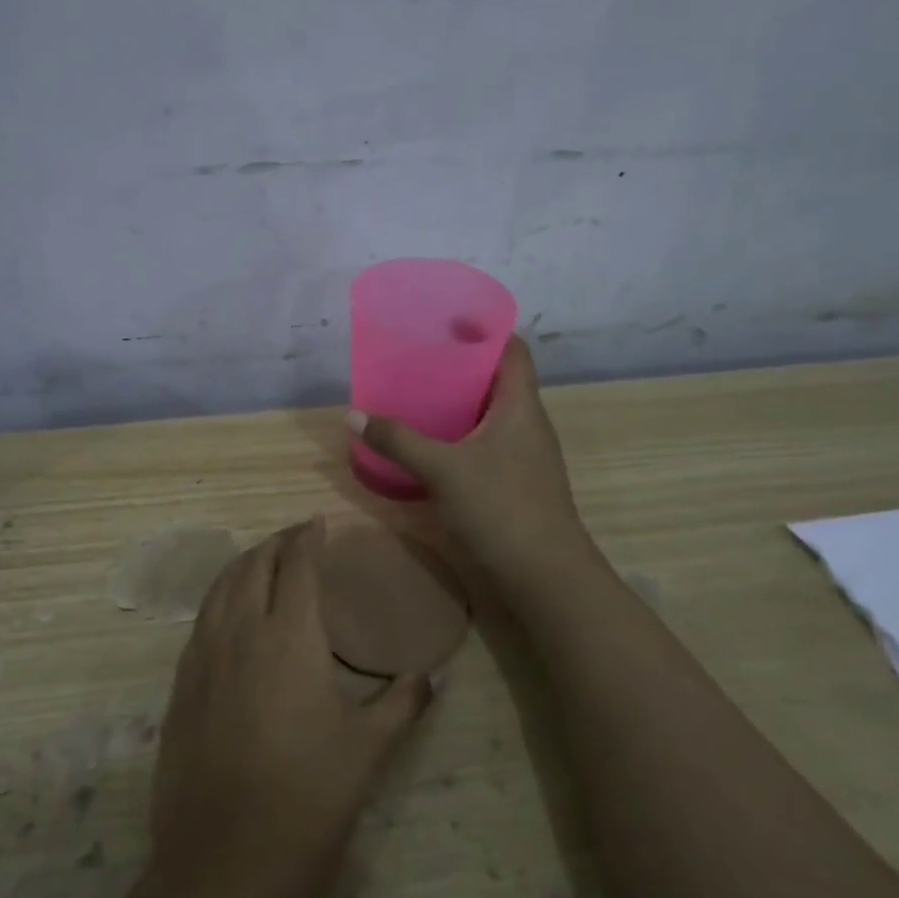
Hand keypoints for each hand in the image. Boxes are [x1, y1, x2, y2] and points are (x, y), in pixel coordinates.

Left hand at [147, 520, 431, 897]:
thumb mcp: (367, 749)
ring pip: (219, 587)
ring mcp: (202, 656)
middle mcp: (240, 632)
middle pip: (252, 565)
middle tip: (295, 537)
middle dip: (274, 542)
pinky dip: (219, 597)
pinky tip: (231, 612)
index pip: (296, 566)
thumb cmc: (308, 799)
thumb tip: (432, 676)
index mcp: (288, 636)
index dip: (307, 538)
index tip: (318, 523)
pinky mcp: (180, 683)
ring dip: (243, 564)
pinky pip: (201, 619)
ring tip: (262, 561)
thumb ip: (401, 703)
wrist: (225, 859)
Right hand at [347, 335, 585, 587]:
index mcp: (521, 406)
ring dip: (458, 403)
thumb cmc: (502, 508)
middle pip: (497, 380)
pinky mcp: (514, 483)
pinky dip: (459, 436)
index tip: (446, 321)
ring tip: (416, 396)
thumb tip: (353, 414)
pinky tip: (429, 445)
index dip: (484, 329)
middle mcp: (527, 424)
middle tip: (417, 360)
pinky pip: (485, 443)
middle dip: (460, 367)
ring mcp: (523, 456)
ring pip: (490, 415)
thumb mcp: (443, 470)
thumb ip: (398, 440)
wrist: (545, 576)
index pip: (512, 350)